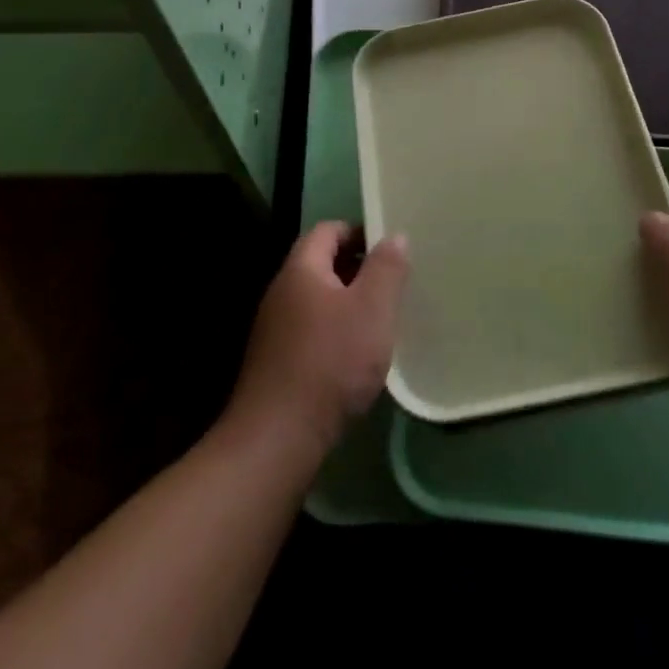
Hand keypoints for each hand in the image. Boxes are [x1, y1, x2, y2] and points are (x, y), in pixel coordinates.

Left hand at [227, 222, 408, 458]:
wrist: (276, 439)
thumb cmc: (330, 362)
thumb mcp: (371, 309)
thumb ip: (386, 268)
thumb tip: (393, 235)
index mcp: (301, 269)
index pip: (328, 230)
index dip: (359, 232)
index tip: (390, 249)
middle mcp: (281, 292)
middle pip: (321, 264)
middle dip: (357, 268)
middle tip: (392, 284)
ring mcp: (274, 329)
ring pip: (317, 300)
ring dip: (347, 303)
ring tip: (379, 320)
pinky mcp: (275, 362)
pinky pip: (310, 330)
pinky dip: (334, 332)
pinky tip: (355, 357)